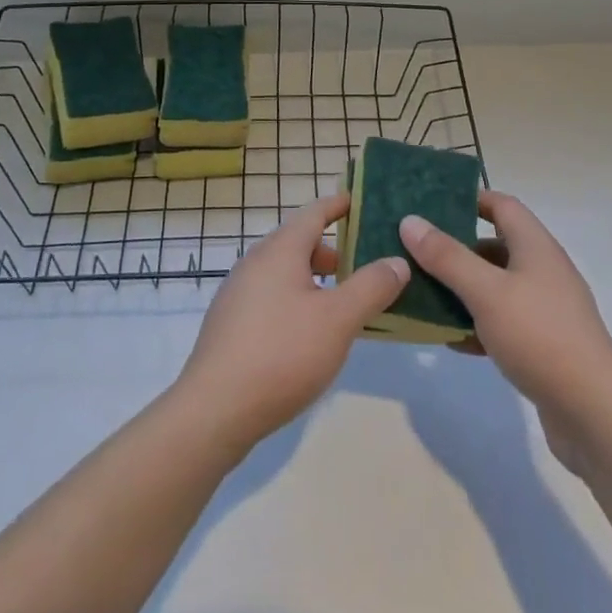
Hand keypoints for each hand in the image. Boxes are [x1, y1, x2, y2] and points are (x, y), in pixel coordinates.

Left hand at [173, 193, 408, 452]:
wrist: (214, 411)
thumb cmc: (282, 354)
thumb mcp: (338, 320)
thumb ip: (371, 287)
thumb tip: (397, 261)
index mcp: (279, 250)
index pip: (313, 212)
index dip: (339, 205)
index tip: (361, 201)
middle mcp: (254, 263)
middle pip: (298, 242)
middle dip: (333, 249)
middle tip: (365, 266)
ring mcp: (238, 294)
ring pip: (284, 272)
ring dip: (316, 279)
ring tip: (344, 303)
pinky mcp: (231, 324)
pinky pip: (271, 296)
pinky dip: (297, 299)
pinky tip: (311, 333)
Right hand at [401, 193, 611, 475]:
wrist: (594, 413)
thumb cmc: (539, 337)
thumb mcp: (486, 292)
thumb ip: (447, 257)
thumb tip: (410, 220)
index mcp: (536, 247)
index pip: (502, 205)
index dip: (469, 199)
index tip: (431, 206)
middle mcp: (543, 271)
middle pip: (495, 246)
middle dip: (456, 248)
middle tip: (415, 253)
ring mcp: (545, 309)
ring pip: (495, 287)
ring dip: (462, 289)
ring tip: (423, 295)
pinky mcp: (543, 344)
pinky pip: (502, 322)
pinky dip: (477, 325)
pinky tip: (451, 340)